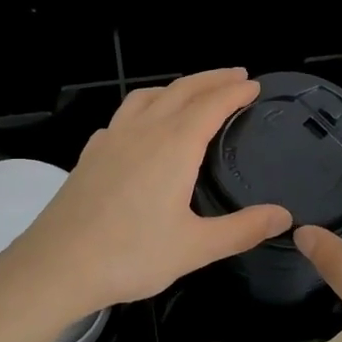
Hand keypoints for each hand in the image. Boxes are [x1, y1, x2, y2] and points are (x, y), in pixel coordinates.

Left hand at [4, 68, 292, 320]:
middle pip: (180, 91)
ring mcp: (110, 140)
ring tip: (191, 92)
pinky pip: (121, 117)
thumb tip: (284, 215)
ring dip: (174, 87)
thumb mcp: (195, 248)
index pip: (211, 105)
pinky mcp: (90, 156)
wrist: (57, 266)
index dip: (235, 92)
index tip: (254, 85)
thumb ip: (242, 229)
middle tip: (235, 75)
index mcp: (173, 147)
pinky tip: (140, 128)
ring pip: (146, 97)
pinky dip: (142, 109)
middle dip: (211, 79)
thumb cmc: (130, 256)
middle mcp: (142, 132)